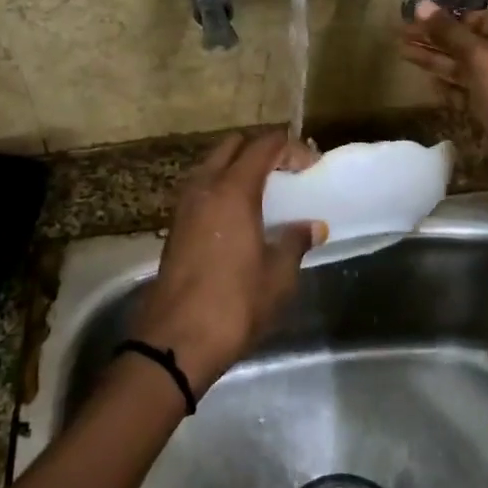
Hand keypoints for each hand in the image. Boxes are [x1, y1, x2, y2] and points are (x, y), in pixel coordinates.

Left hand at [130, 130, 323, 395]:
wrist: (176, 341)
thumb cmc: (235, 304)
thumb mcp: (278, 275)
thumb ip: (295, 242)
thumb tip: (312, 226)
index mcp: (233, 190)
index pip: (264, 145)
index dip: (291, 148)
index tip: (312, 167)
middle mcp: (204, 187)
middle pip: (234, 146)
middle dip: (262, 150)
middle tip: (288, 172)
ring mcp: (185, 206)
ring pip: (213, 165)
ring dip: (239, 168)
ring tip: (267, 193)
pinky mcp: (175, 226)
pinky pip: (203, 188)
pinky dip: (224, 188)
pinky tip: (242, 216)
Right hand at [398, 4, 487, 215]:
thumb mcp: (482, 59)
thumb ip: (450, 33)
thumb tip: (421, 4)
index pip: (478, 17)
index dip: (446, 17)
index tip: (413, 15)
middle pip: (469, 41)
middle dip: (435, 38)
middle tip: (399, 34)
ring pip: (466, 66)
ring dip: (436, 60)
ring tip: (402, 52)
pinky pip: (469, 90)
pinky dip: (449, 85)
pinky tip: (425, 81)